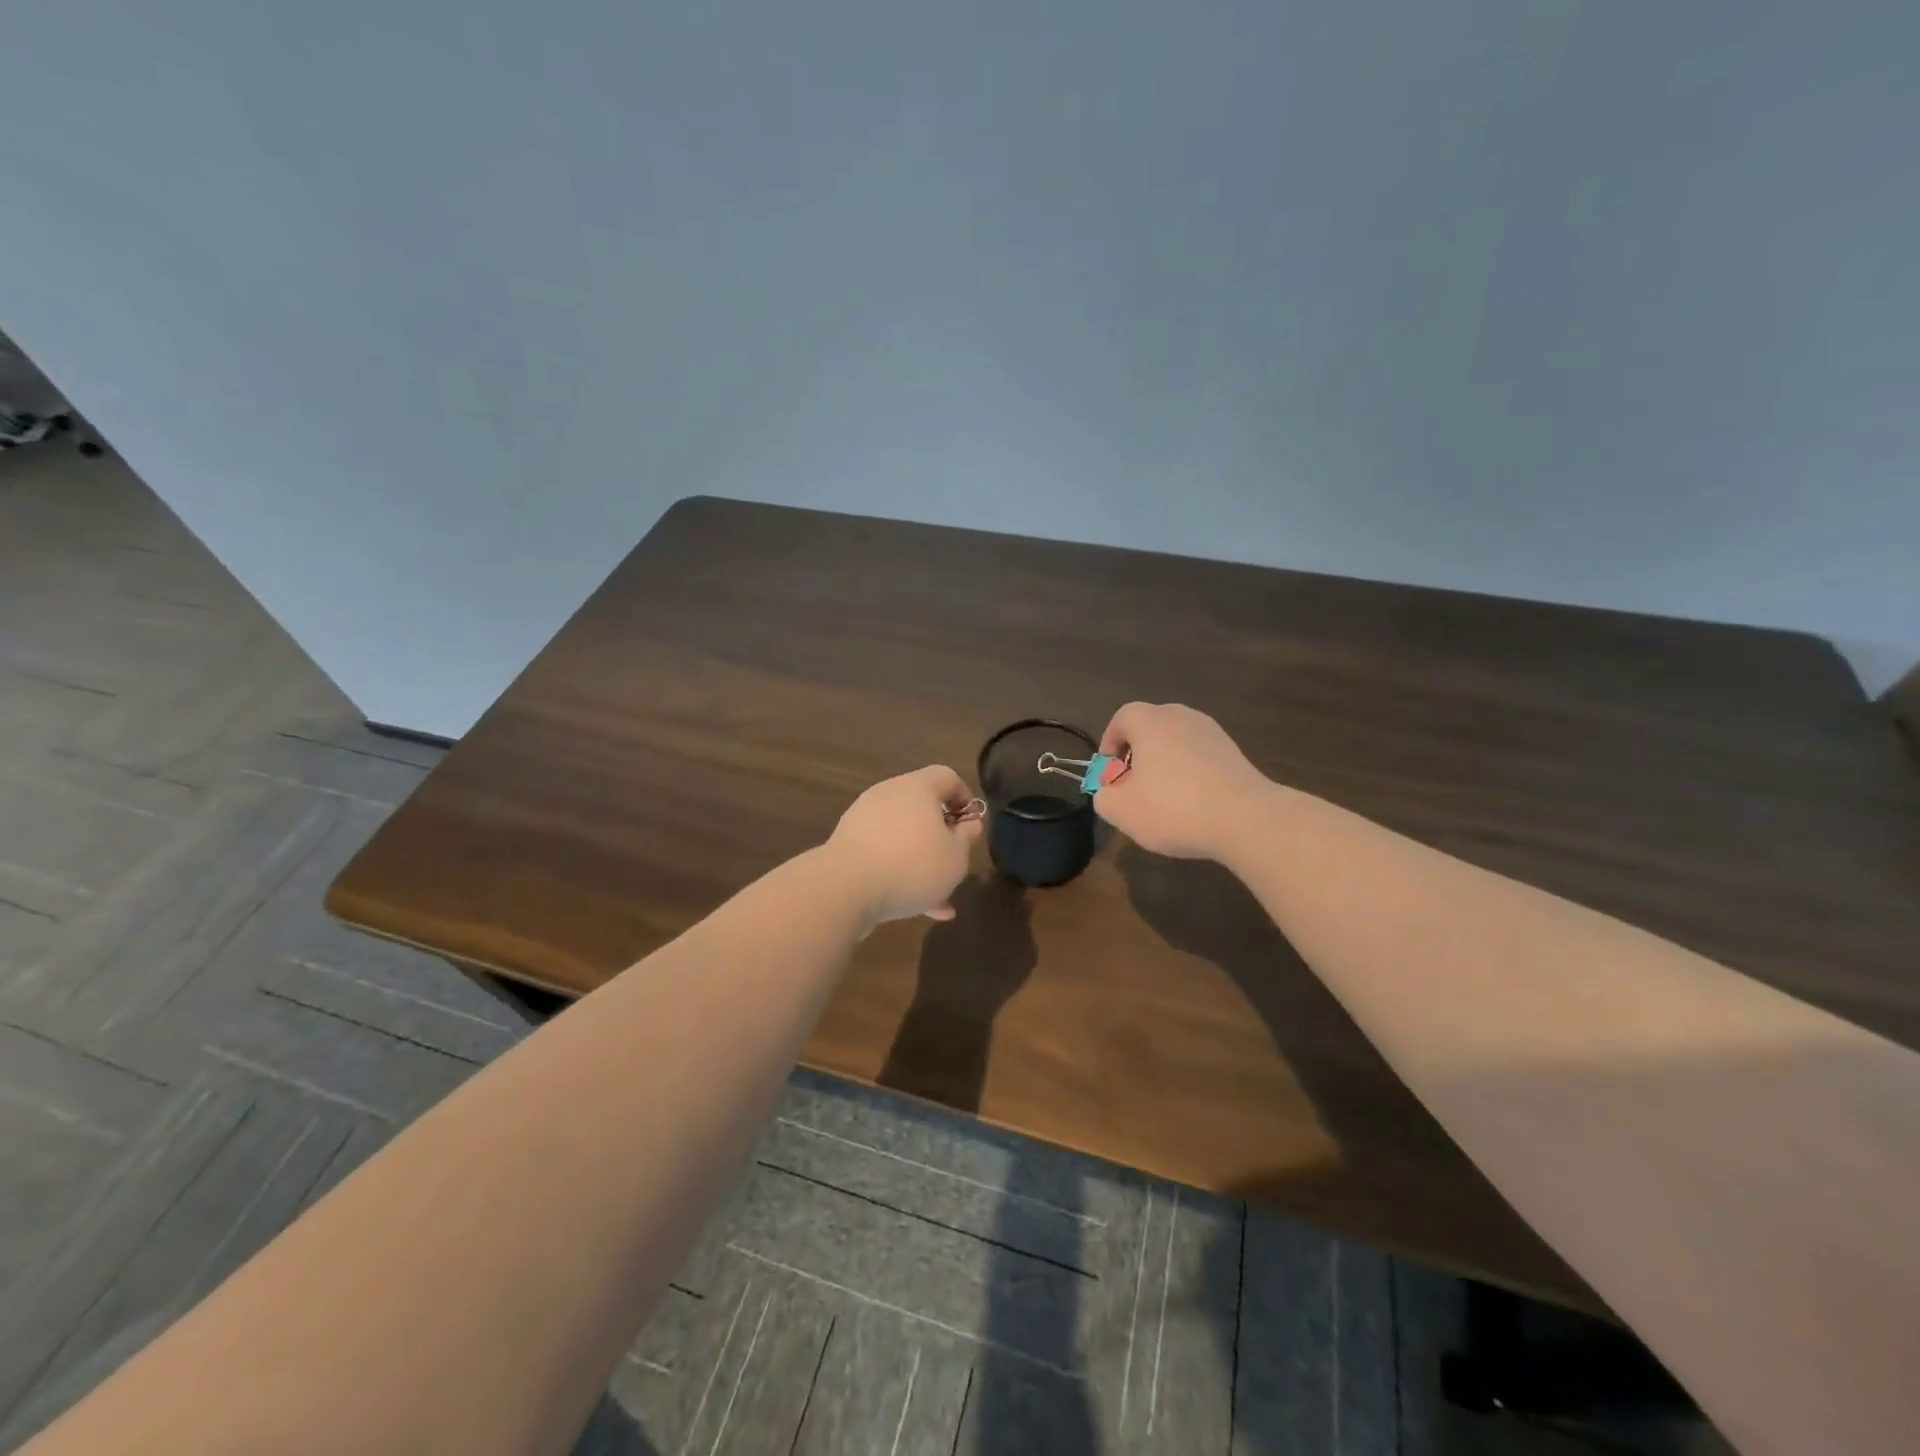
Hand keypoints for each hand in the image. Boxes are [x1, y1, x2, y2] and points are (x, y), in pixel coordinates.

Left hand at [825, 766, 983, 924]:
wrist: (845, 888)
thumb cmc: (912, 865)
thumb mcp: (955, 856)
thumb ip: (967, 837)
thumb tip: (968, 823)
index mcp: (917, 787)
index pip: (947, 777)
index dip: (965, 798)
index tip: (971, 826)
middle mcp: (888, 795)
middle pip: (922, 809)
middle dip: (941, 838)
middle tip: (954, 863)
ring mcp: (863, 820)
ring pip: (903, 838)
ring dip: (921, 863)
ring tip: (939, 899)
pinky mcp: (847, 846)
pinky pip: (882, 855)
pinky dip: (899, 874)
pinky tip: (915, 909)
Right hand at [1091, 702, 1271, 859]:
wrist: (1245, 818)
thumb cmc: (1173, 807)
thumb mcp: (1121, 810)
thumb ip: (1104, 796)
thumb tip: (1109, 791)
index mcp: (1149, 721)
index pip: (1121, 718)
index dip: (1110, 744)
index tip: (1110, 774)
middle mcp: (1181, 716)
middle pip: (1150, 728)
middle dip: (1137, 756)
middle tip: (1133, 787)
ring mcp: (1212, 732)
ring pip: (1176, 744)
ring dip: (1165, 766)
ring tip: (1163, 800)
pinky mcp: (1234, 752)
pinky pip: (1199, 757)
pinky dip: (1190, 774)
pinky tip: (1192, 805)